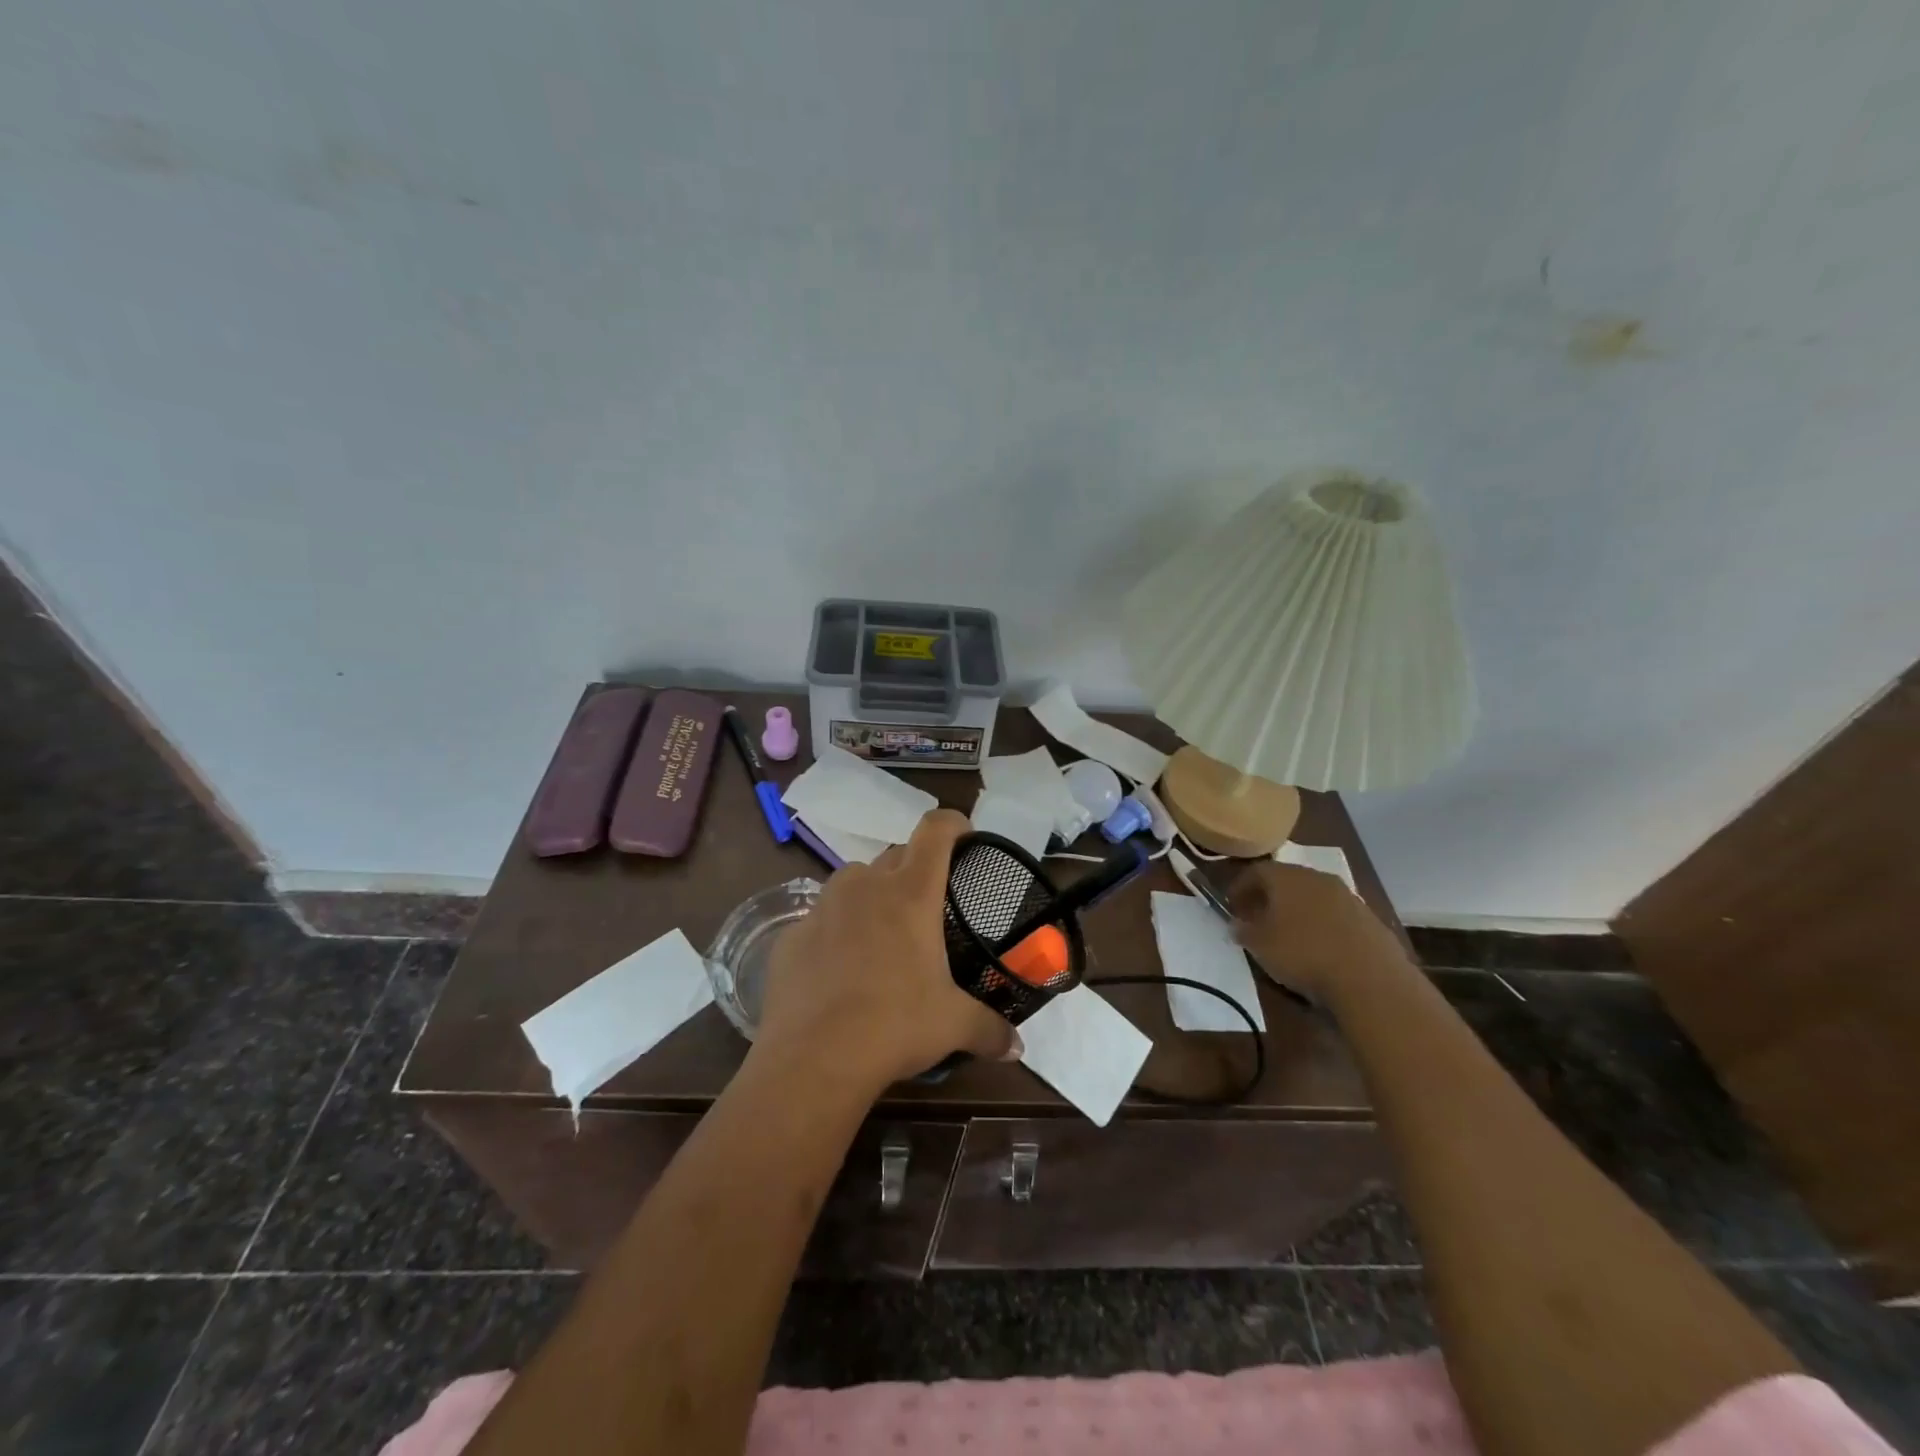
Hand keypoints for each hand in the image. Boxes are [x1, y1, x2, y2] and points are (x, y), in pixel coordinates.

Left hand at [757, 808, 1020, 1091]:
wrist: (812, 1060)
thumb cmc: (894, 1026)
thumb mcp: (952, 1025)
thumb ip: (990, 1029)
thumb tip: (1017, 1047)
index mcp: (911, 892)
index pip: (935, 830)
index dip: (953, 824)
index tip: (965, 837)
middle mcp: (865, 885)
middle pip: (896, 855)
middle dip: (915, 870)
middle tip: (929, 907)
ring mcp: (822, 906)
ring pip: (854, 880)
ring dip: (872, 894)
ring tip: (883, 933)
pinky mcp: (791, 933)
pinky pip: (821, 917)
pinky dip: (835, 930)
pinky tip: (839, 968)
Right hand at [1229, 861, 1410, 1001]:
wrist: (1370, 979)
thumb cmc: (1303, 954)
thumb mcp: (1259, 946)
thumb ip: (1243, 931)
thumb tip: (1237, 924)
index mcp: (1287, 877)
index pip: (1256, 871)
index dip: (1240, 887)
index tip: (1232, 906)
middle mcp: (1318, 878)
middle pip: (1287, 880)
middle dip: (1270, 897)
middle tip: (1258, 917)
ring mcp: (1348, 897)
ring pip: (1314, 896)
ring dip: (1299, 910)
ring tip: (1290, 934)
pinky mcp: (1370, 919)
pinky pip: (1337, 915)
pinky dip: (1323, 924)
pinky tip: (1321, 947)